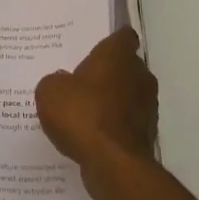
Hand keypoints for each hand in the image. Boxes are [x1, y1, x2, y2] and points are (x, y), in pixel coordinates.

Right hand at [35, 27, 157, 178]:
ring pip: (128, 95)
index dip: (111, 40)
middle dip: (108, 72)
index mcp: (118, 56)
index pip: (123, 36)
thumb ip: (55, 81)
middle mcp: (139, 75)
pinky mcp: (147, 134)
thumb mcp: (50, 91)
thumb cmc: (82, 114)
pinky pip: (126, 121)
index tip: (96, 47)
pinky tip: (92, 135)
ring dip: (112, 100)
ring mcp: (147, 106)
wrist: (113, 163)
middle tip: (82, 80)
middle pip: (126, 66)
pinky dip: (113, 125)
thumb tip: (64, 82)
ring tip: (84, 110)